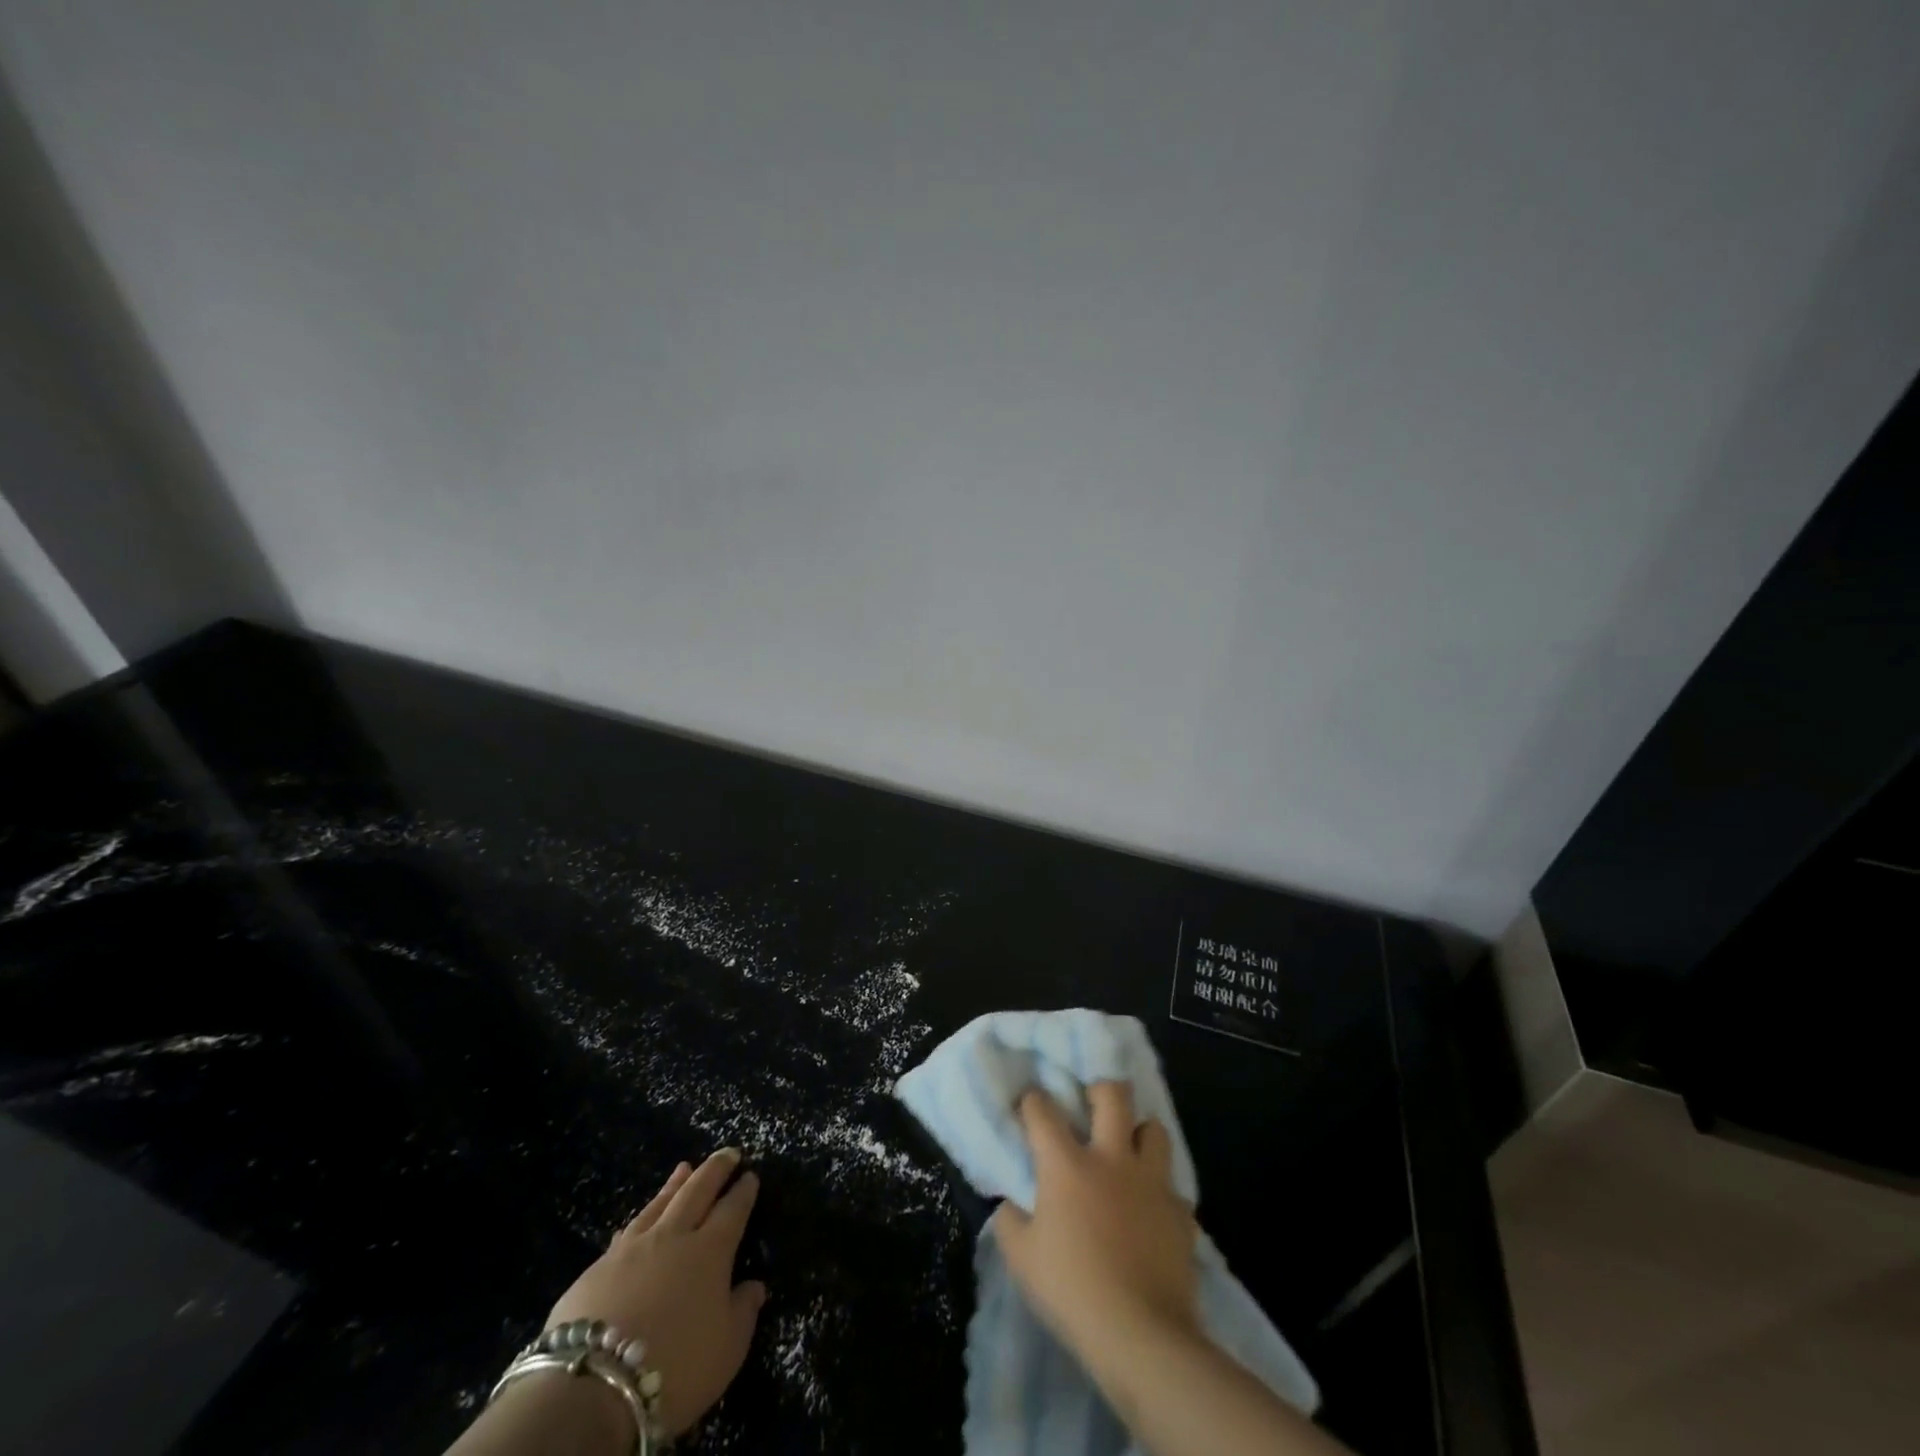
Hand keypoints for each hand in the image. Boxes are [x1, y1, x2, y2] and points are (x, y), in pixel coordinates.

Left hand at [546, 1149, 766, 1437]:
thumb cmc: (675, 1366)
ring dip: (675, 1184)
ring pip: (659, 1204)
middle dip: (715, 1169)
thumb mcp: (726, 1349)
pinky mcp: (598, 1268)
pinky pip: (627, 1232)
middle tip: (727, 1152)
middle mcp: (674, 1237)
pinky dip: (641, 1218)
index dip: (743, 1191)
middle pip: (697, 1191)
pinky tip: (639, 1219)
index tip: (750, 1175)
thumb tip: (754, 1286)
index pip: (733, 1210)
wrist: (594, 1388)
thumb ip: (743, 1312)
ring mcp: (633, 1248)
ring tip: (684, 1167)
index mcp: (711, 1251)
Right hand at [992, 1083, 1199, 1361]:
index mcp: (1067, 1165)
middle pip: (1113, 1095)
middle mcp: (1112, 1159)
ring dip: (1140, 1133)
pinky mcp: (1180, 1212)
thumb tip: (1011, 1202)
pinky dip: (1161, 1190)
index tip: (1030, 1102)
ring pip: (1155, 1129)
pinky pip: (1172, 1186)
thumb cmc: (1072, 1291)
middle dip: (1101, 1090)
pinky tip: (1152, 1209)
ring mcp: (1151, 1182)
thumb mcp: (1022, 1259)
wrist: (1141, 1335)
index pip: (1043, 1111)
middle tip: (1092, 1106)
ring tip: (1130, 1151)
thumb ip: (1010, 1221)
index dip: (1033, 1100)